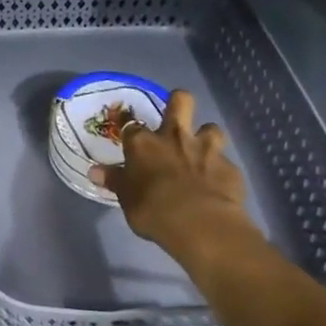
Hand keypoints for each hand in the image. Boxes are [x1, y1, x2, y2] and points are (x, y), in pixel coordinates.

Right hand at [91, 90, 256, 258]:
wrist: (200, 224)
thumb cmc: (153, 210)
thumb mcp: (126, 198)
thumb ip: (115, 181)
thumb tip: (95, 172)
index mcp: (143, 143)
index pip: (131, 123)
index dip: (128, 124)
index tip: (127, 128)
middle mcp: (174, 137)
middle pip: (181, 101)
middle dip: (178, 102)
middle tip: (175, 118)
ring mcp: (206, 149)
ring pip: (211, 127)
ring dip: (206, 136)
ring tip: (202, 151)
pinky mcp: (230, 167)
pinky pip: (225, 161)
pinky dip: (220, 170)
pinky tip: (217, 184)